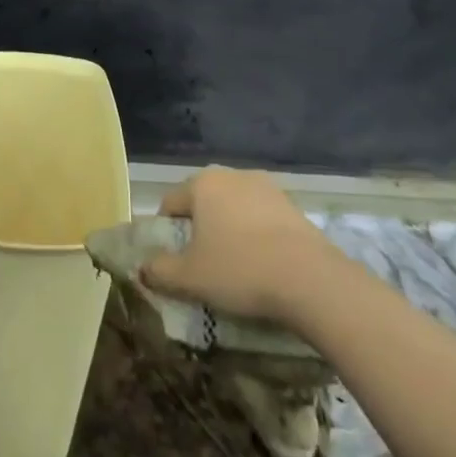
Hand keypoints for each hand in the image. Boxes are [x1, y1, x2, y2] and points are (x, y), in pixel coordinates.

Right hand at [141, 167, 329, 325]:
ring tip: (235, 266)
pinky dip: (256, 236)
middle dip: (199, 229)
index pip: (170, 203)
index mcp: (202, 184)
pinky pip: (262, 218)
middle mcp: (233, 175)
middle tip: (202, 263)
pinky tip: (263, 264)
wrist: (312, 281)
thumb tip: (143, 269)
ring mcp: (267, 188)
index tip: (172, 260)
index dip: (165, 232)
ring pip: (234, 209)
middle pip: (203, 202)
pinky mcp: (294, 206)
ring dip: (229, 230)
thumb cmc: (240, 270)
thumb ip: (159, 271)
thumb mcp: (190, 278)